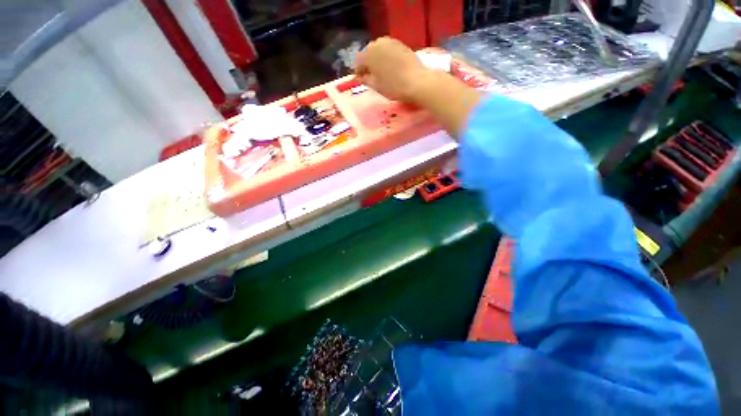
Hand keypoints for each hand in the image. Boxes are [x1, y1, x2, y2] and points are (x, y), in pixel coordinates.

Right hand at [354, 37, 428, 101]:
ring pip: (379, 51)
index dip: (358, 71)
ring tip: (382, 73)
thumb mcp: (376, 86)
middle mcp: (377, 43)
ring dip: (378, 60)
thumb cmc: (393, 87)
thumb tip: (361, 76)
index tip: (361, 79)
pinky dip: (387, 58)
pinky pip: (389, 51)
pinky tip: (391, 68)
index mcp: (368, 54)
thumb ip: (365, 80)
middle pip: (368, 54)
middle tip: (371, 76)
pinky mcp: (400, 44)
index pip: (357, 61)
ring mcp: (390, 41)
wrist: (416, 82)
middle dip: (368, 64)